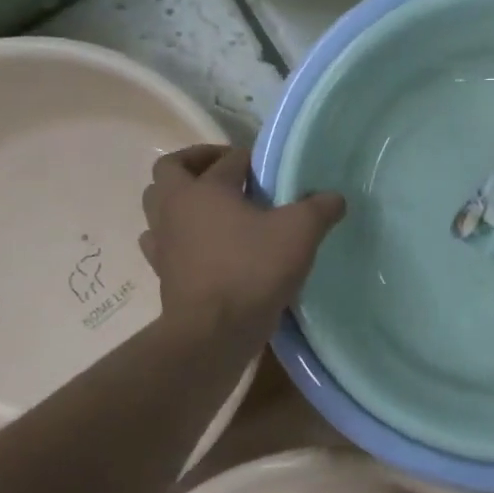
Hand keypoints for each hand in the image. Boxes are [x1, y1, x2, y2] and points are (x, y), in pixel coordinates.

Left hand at [140, 145, 345, 344]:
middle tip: (228, 173)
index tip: (274, 171)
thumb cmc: (253, 269)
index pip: (228, 160)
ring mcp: (163, 242)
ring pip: (158, 206)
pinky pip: (163, 243)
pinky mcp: (163, 273)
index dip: (253, 160)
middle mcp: (175, 208)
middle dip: (196, 164)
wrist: (214, 332)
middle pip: (170, 171)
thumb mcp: (300, 232)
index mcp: (203, 189)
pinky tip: (203, 246)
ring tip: (214, 209)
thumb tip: (335, 198)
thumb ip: (320, 208)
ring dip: (180, 200)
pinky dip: (178, 237)